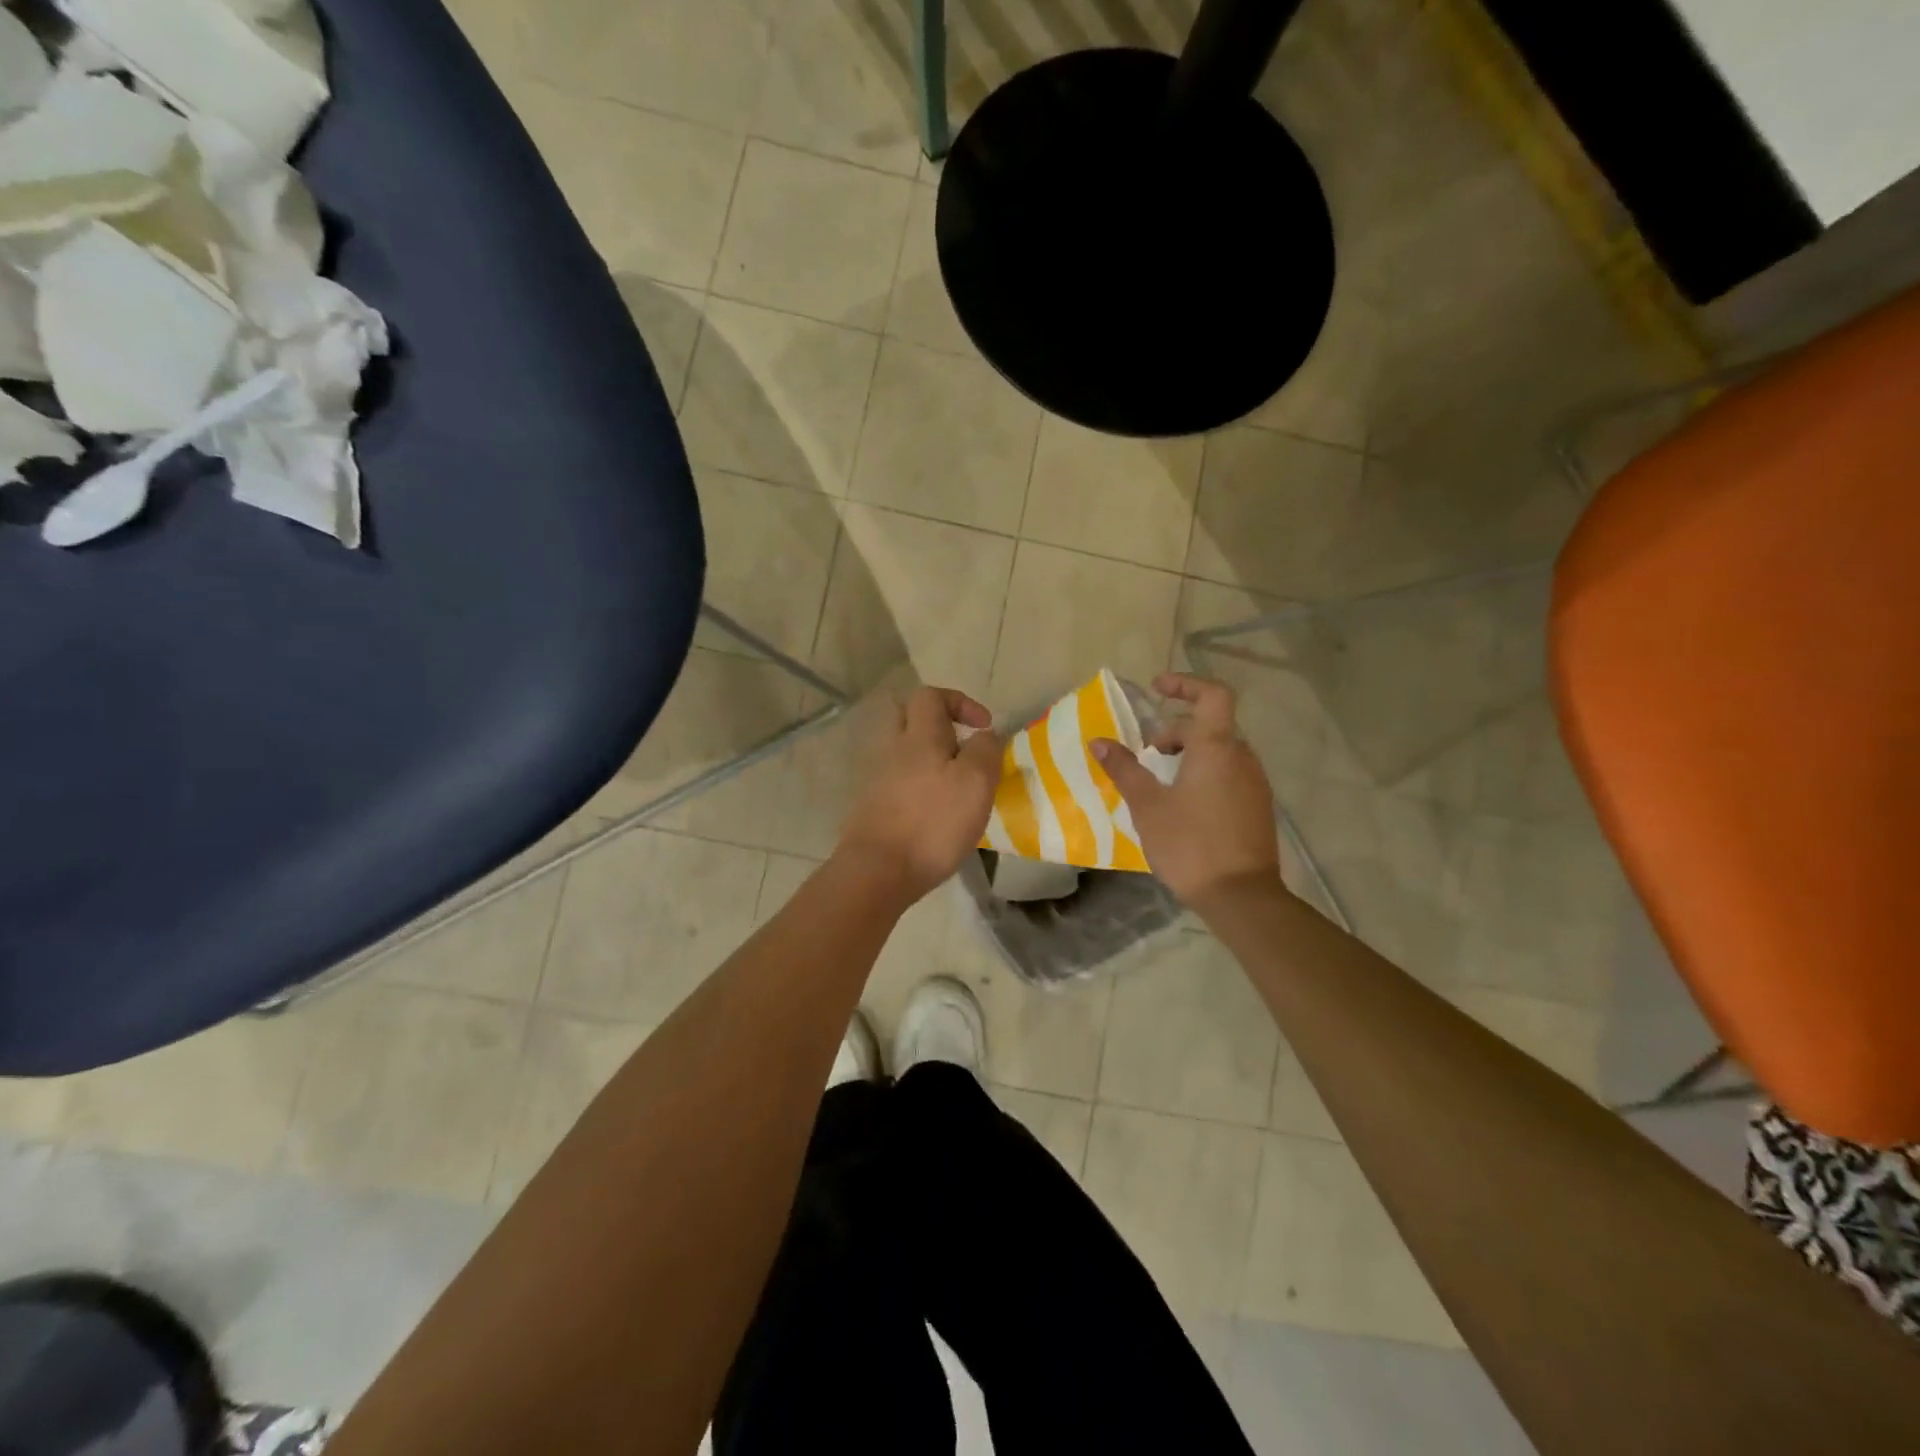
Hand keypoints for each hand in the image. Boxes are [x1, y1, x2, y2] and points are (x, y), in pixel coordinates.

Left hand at [836, 687, 1003, 904]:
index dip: (960, 702)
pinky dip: (916, 783)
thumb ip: (985, 751)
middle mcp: (892, 748)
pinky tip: (933, 810)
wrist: (878, 870)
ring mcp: (876, 777)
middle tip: (961, 747)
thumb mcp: (976, 783)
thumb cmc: (932, 822)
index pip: (931, 696)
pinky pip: (896, 779)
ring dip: (927, 756)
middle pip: (907, 716)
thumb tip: (985, 735)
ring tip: (953, 784)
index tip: (983, 727)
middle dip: (936, 723)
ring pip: (901, 749)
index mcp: (918, 736)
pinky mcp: (871, 805)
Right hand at [1091, 673, 1280, 907]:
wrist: (1241, 896)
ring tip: (1160, 780)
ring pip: (1220, 751)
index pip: (1212, 695)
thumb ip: (1124, 769)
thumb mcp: (1147, 806)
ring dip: (1189, 754)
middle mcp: (1242, 757)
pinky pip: (1229, 774)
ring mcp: (1255, 783)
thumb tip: (1099, 742)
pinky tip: (1183, 804)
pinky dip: (1204, 773)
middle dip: (1175, 731)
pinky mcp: (1258, 807)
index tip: (1157, 688)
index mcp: (1217, 748)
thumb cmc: (1190, 844)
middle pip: (1210, 725)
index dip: (1185, 684)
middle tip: (1146, 754)